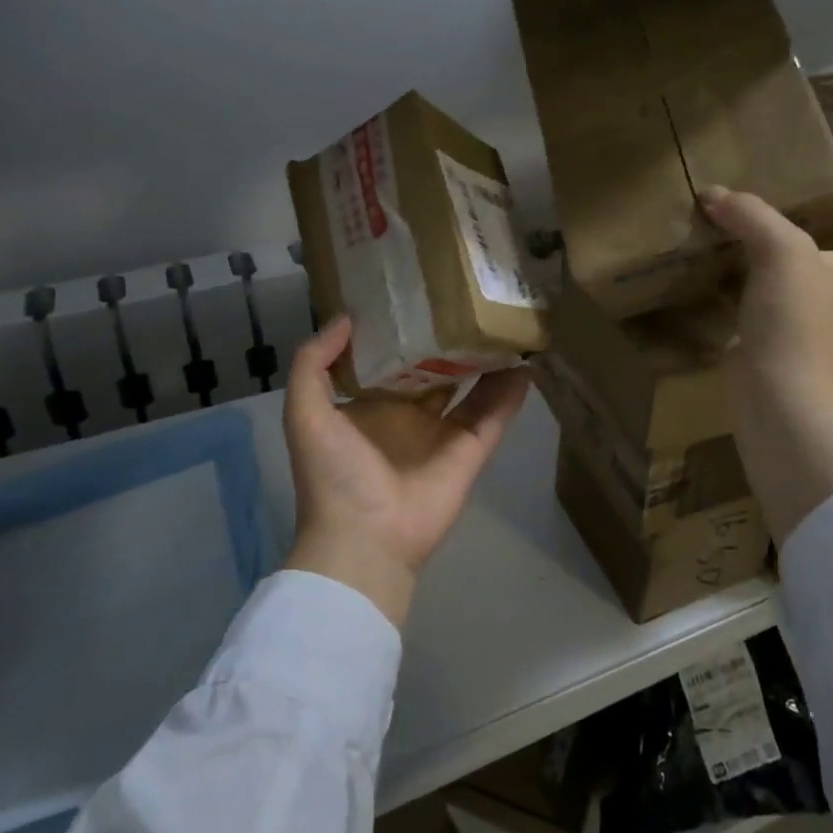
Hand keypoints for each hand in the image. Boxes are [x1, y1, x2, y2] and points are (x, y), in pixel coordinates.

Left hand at [282, 316, 529, 627]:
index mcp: (371, 405)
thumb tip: (346, 318)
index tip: (419, 292)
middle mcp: (409, 414)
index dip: (404, 329)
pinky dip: (512, 392)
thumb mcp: (305, 412)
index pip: (392, 359)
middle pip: (437, 369)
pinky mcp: (471, 450)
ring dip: (487, 360)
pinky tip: (527, 361)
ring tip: (504, 322)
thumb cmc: (334, 474)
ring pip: (471, 387)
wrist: (364, 539)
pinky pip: (495, 415)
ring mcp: (443, 433)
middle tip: (470, 299)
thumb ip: (313, 362)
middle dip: (451, 339)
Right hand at [700, 180, 832, 546]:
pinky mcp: (770, 329)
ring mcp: (804, 312)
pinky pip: (757, 289)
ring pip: (793, 265)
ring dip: (768, 241)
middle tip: (775, 193)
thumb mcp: (783, 253)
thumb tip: (714, 194)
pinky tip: (713, 257)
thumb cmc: (800, 322)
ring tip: (735, 217)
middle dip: (814, 213)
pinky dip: (739, 270)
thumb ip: (752, 216)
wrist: (780, 399)